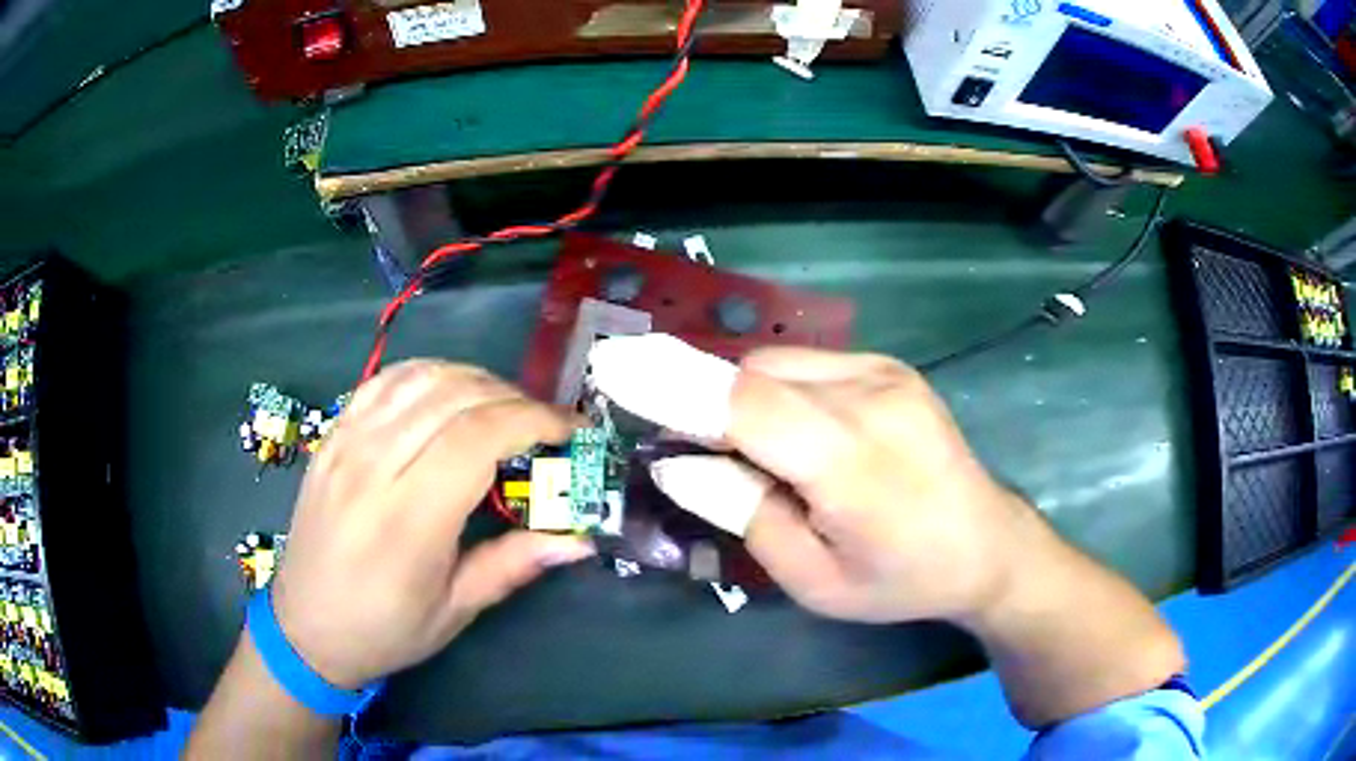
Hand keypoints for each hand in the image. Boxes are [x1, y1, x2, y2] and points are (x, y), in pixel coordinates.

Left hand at [270, 361, 593, 689]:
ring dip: (473, 379)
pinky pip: (382, 382)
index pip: (478, 437)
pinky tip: (446, 392)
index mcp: (408, 520)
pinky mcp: (332, 437)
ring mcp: (345, 444)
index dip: (533, 420)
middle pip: (454, 397)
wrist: (305, 627)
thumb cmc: (385, 629)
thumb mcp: (455, 610)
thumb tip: (580, 540)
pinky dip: (425, 374)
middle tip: (543, 424)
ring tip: (501, 406)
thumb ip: (514, 564)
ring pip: (419, 378)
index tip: (569, 430)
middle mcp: (373, 468)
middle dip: (513, 398)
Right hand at [593, 339, 1026, 623]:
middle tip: (684, 445)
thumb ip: (742, 513)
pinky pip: (806, 365)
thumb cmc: (900, 580)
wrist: (988, 545)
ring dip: (740, 396)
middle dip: (702, 398)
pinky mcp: (890, 366)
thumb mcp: (813, 578)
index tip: (613, 370)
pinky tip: (789, 433)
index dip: (674, 384)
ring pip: (776, 363)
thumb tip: (679, 463)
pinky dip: (775, 390)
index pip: (746, 405)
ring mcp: (886, 372)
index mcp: (854, 462)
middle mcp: (872, 397)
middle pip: (754, 374)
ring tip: (748, 450)